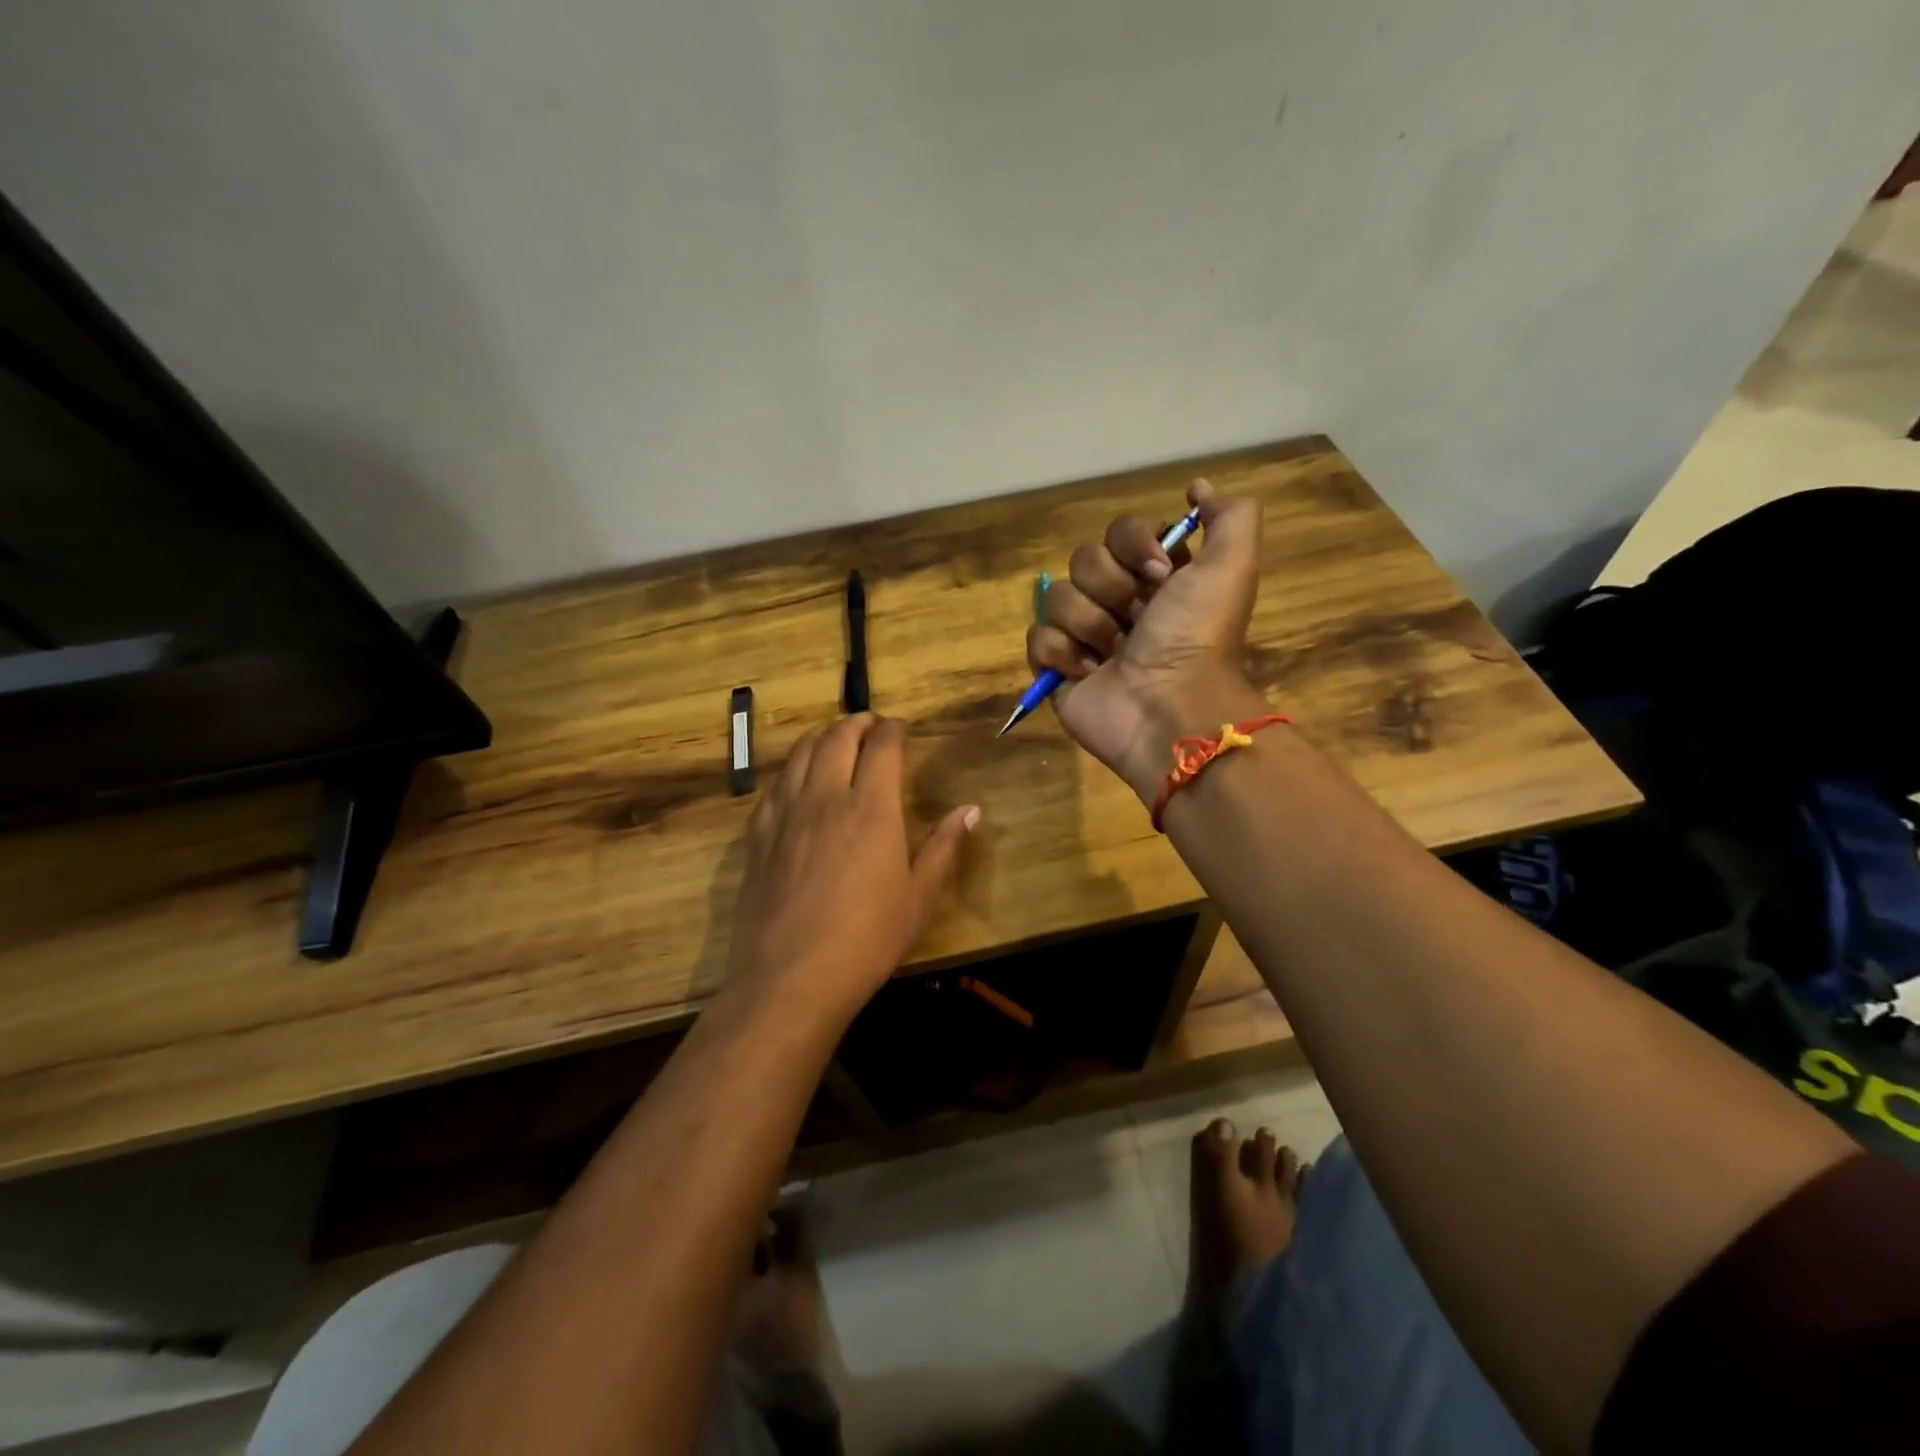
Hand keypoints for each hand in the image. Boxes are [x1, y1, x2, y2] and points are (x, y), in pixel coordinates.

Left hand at [728, 714, 979, 1019]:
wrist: (789, 979)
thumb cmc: (866, 940)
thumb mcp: (918, 898)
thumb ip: (944, 847)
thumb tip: (971, 810)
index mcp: (871, 808)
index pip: (882, 745)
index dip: (894, 729)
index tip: (902, 729)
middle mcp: (826, 797)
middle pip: (837, 736)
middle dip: (858, 722)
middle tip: (872, 726)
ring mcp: (785, 813)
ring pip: (801, 752)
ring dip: (823, 735)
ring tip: (836, 739)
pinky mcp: (758, 834)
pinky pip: (775, 783)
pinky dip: (794, 767)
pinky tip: (800, 780)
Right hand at [1026, 478, 1268, 800]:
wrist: (1169, 707)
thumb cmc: (1197, 636)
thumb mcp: (1233, 566)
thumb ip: (1230, 516)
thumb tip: (1197, 487)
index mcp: (1154, 578)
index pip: (1119, 532)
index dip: (1133, 545)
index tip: (1159, 572)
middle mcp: (1118, 602)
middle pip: (1084, 560)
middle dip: (1110, 589)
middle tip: (1137, 620)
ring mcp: (1084, 636)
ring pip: (1057, 597)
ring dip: (1089, 624)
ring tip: (1114, 654)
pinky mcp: (1057, 669)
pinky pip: (1037, 637)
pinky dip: (1061, 654)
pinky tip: (1089, 672)